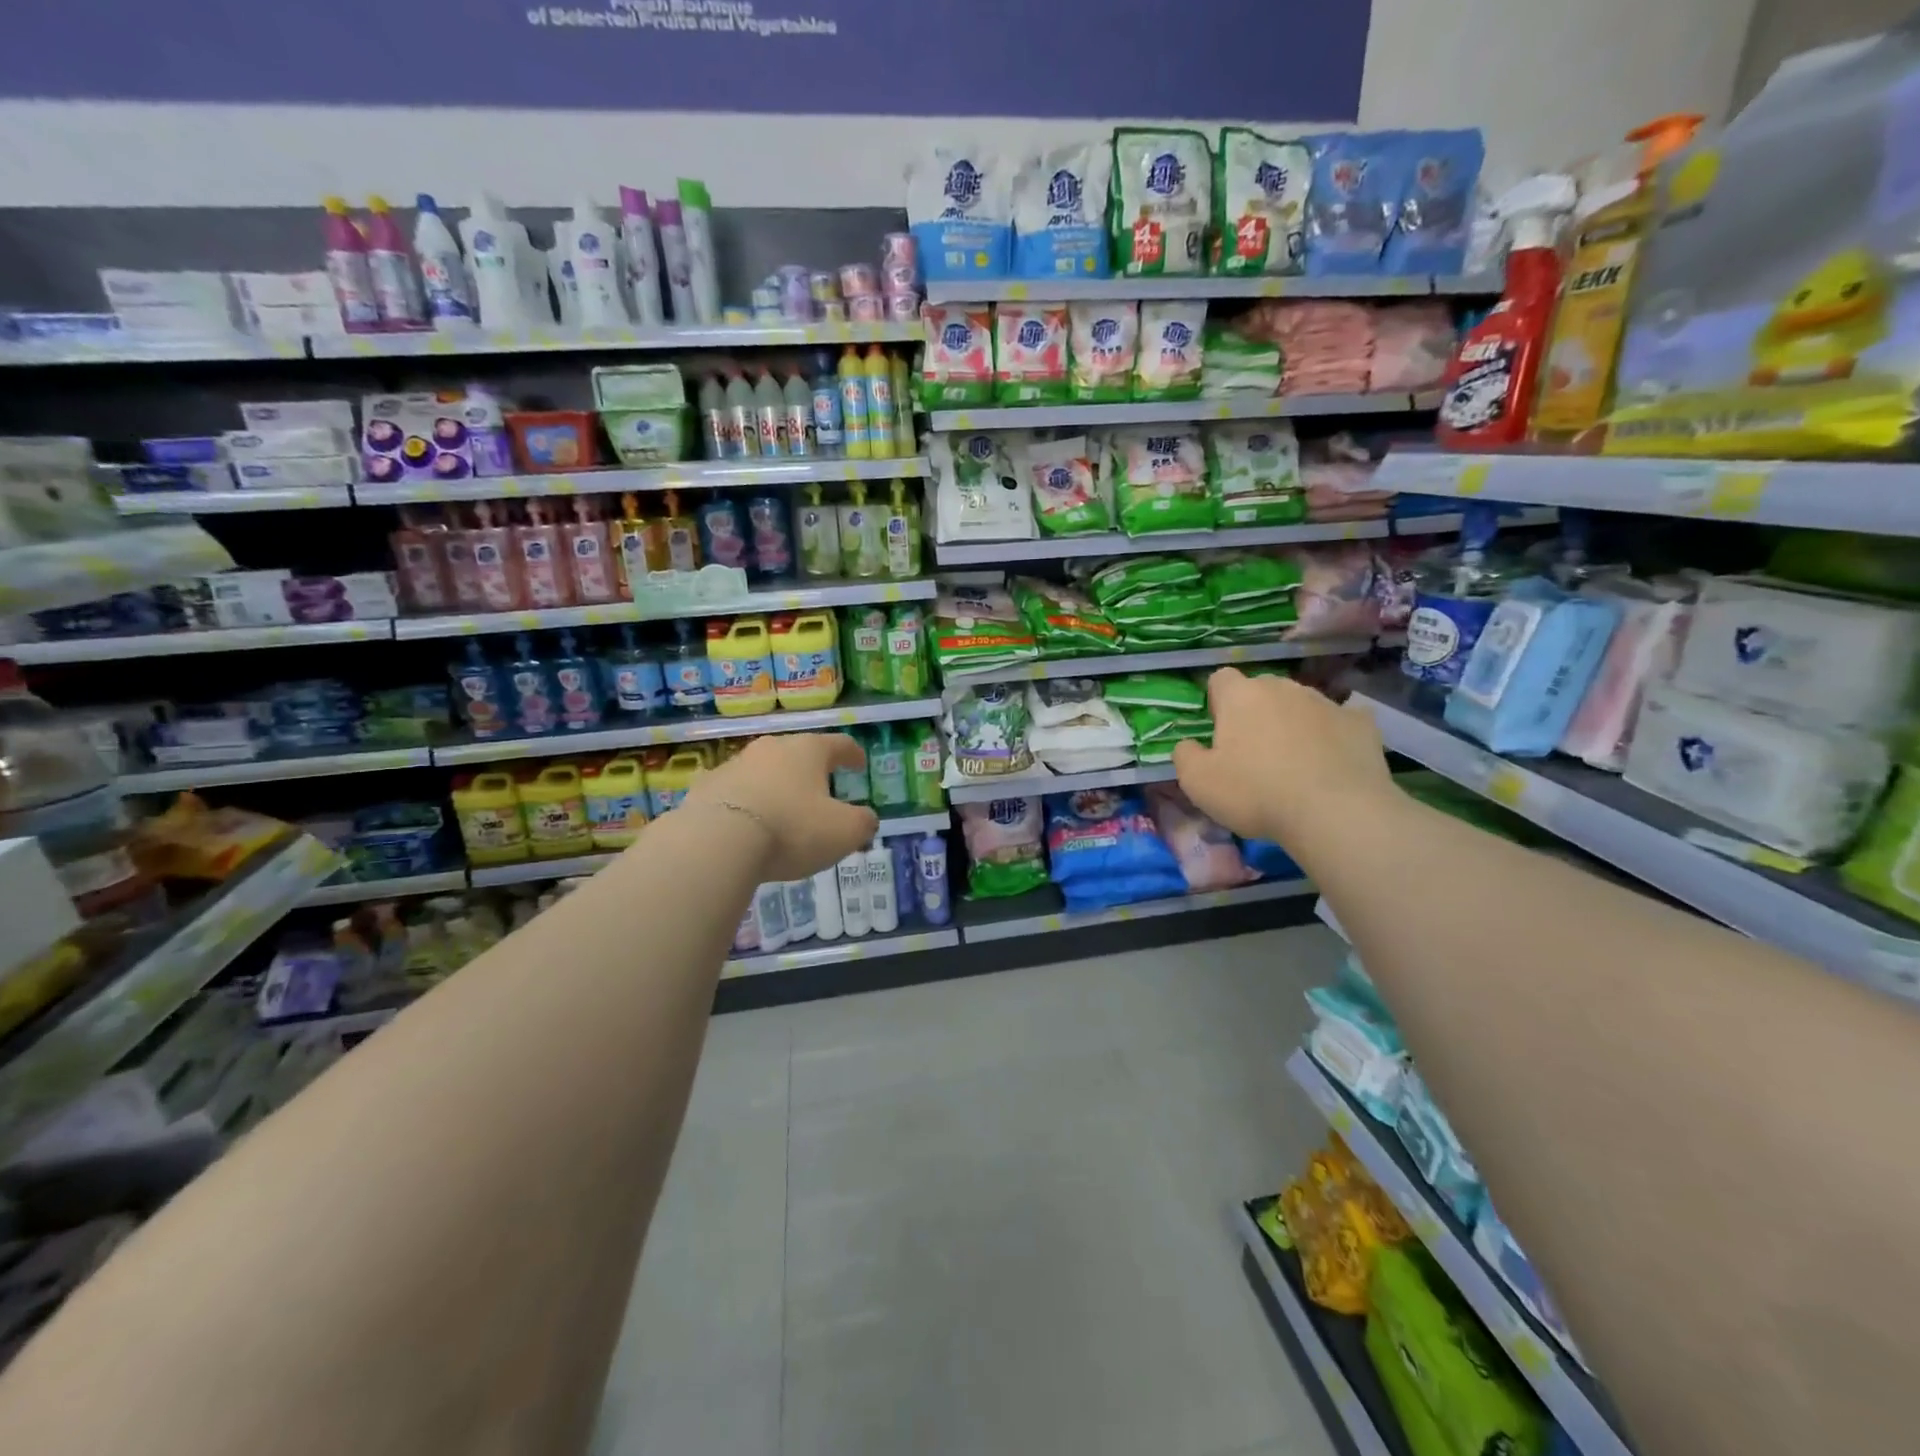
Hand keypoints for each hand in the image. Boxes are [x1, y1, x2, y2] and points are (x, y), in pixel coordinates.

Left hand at [681, 733, 878, 879]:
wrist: (716, 841)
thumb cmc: (792, 829)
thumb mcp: (844, 832)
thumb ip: (862, 823)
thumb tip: (867, 819)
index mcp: (809, 751)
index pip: (838, 744)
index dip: (852, 754)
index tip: (859, 764)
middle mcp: (771, 748)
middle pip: (797, 753)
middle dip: (810, 770)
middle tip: (820, 788)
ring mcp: (734, 765)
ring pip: (763, 771)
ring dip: (775, 786)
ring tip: (782, 809)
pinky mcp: (705, 788)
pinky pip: (732, 792)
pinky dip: (744, 802)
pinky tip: (744, 821)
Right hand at [1173, 668, 1394, 844]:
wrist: (1336, 813)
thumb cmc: (1256, 793)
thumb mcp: (1198, 783)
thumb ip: (1185, 756)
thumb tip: (1188, 745)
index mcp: (1240, 696)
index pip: (1220, 679)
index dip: (1216, 702)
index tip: (1219, 732)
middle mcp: (1283, 688)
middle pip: (1262, 690)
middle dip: (1255, 712)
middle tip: (1254, 753)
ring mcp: (1326, 702)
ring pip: (1300, 704)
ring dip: (1293, 723)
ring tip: (1295, 762)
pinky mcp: (1361, 723)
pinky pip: (1340, 720)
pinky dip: (1333, 734)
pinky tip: (1332, 761)